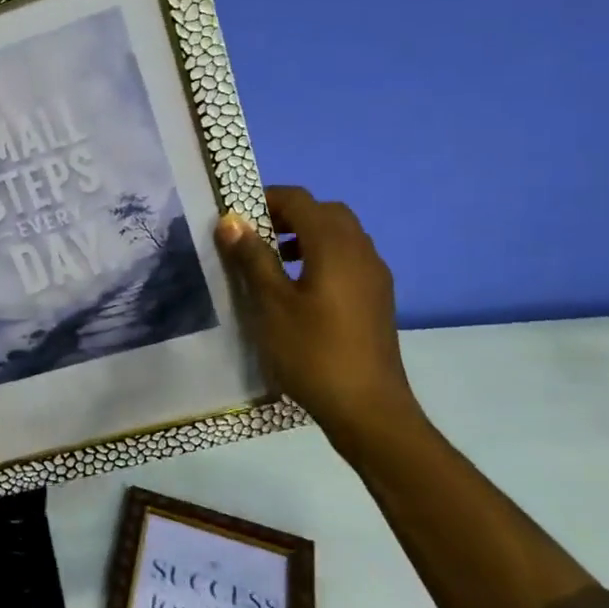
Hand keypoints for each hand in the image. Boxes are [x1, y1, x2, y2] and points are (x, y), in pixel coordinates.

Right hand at [216, 186, 421, 443]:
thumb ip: (252, 257)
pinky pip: (348, 258)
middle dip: (288, 214)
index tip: (235, 216)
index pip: (300, 200)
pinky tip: (298, 289)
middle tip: (254, 235)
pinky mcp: (377, 298)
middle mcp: (360, 251)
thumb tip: (231, 220)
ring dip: (305, 235)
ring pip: (340, 235)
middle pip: (325, 212)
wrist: (368, 409)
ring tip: (271, 261)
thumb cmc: (312, 352)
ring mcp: (374, 276)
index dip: (266, 199)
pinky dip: (321, 256)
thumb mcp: (270, 303)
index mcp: (335, 246)